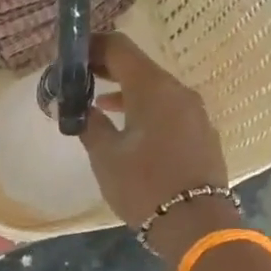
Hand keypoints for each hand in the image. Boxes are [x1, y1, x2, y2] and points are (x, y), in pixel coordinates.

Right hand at [78, 34, 232, 258]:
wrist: (195, 224)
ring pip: (154, 88)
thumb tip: (78, 108)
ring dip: (125, 91)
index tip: (69, 56)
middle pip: (138, 66)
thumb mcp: (106, 156)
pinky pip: (168, 108)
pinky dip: (144, 108)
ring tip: (96, 103)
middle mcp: (178, 90)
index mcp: (152, 88)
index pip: (119, 48)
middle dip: (106, 68)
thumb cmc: (143, 185)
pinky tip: (127, 126)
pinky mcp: (201, 132)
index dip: (91, 46)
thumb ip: (89, 125)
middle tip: (77, 78)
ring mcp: (194, 111)